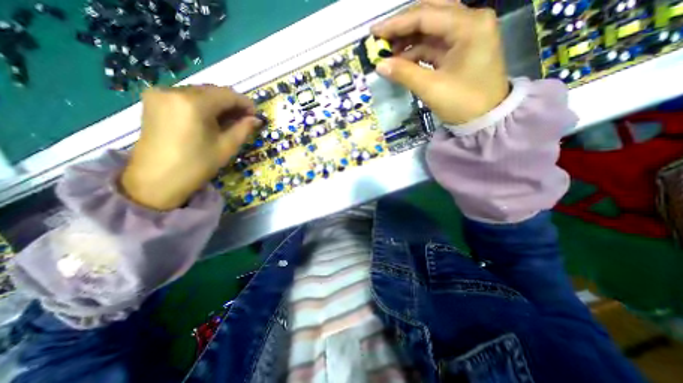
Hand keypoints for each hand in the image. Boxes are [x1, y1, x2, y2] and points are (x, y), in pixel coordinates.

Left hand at [119, 85, 261, 209]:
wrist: (157, 180)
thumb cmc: (196, 165)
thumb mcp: (226, 147)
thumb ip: (243, 129)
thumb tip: (256, 119)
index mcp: (193, 103)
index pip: (227, 94)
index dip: (245, 103)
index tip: (255, 115)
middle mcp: (174, 90)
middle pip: (212, 91)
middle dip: (232, 104)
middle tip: (245, 119)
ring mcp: (160, 94)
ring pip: (200, 93)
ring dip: (218, 105)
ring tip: (230, 121)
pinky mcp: (154, 101)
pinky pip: (186, 97)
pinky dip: (203, 106)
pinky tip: (212, 119)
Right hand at [371, 0, 509, 124]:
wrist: (486, 119)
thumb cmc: (463, 103)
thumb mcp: (431, 88)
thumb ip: (404, 73)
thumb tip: (379, 65)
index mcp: (469, 25)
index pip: (426, 15)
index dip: (396, 23)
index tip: (374, 32)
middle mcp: (470, 22)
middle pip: (430, 14)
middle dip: (403, 27)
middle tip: (381, 38)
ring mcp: (466, 36)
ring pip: (431, 30)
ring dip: (409, 41)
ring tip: (388, 54)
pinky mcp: (460, 51)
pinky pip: (434, 45)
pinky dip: (417, 53)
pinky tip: (402, 62)